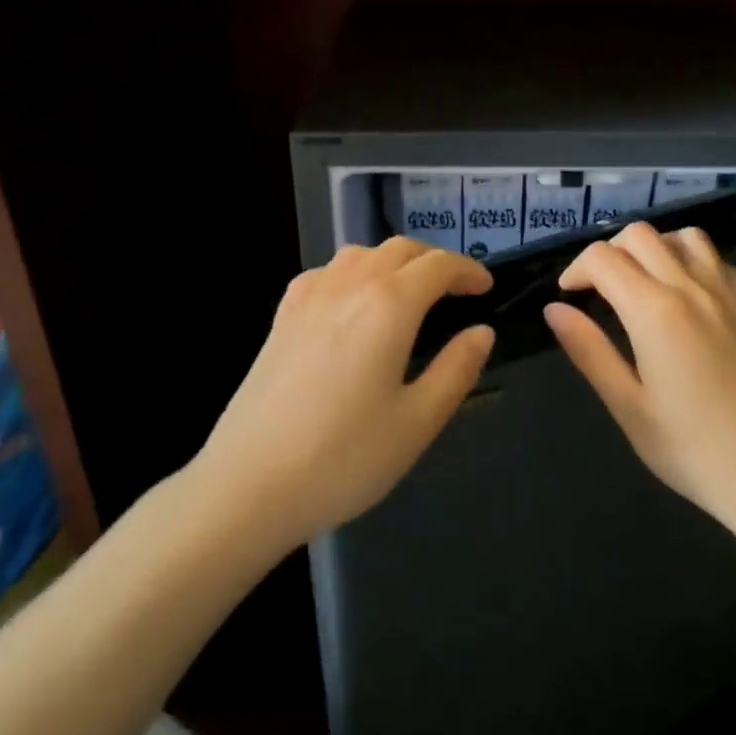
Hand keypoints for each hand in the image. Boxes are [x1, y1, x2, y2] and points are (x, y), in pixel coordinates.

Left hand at [197, 238, 495, 548]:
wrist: (248, 484)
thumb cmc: (344, 457)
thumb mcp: (417, 422)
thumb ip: (456, 370)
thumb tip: (482, 332)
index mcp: (388, 306)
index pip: (437, 266)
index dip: (468, 270)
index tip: (487, 288)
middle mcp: (348, 286)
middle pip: (399, 250)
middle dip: (434, 261)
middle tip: (456, 289)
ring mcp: (308, 298)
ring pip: (359, 254)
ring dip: (393, 261)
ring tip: (409, 291)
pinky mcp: (281, 318)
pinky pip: (325, 273)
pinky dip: (353, 273)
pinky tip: (351, 303)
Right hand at [544, 222, 735, 524]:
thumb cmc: (687, 446)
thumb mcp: (626, 404)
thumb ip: (588, 349)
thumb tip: (554, 309)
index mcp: (653, 310)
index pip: (603, 258)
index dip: (576, 270)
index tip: (569, 297)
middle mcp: (690, 287)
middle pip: (640, 235)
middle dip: (609, 252)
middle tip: (600, 289)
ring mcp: (726, 293)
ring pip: (684, 236)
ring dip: (654, 247)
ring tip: (642, 281)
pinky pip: (717, 259)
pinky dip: (691, 260)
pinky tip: (686, 294)